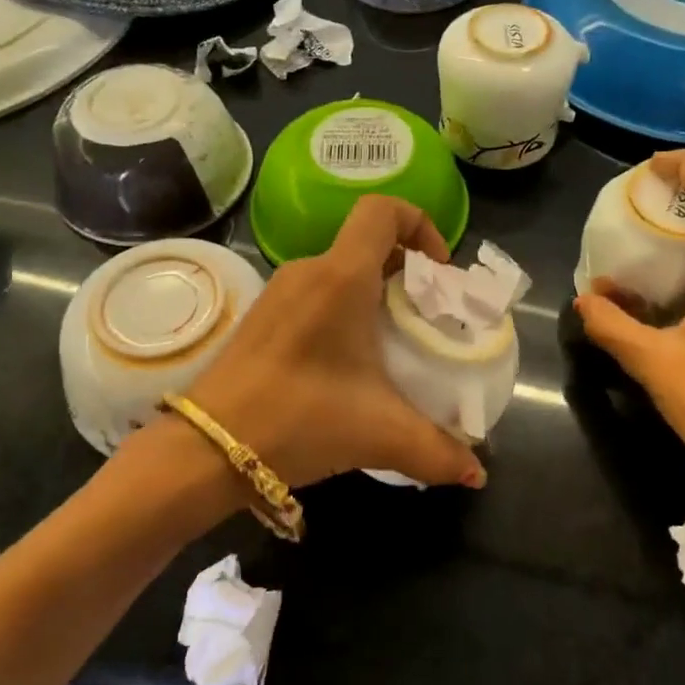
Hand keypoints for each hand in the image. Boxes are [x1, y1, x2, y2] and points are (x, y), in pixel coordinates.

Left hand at [185, 196, 485, 490]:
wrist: (208, 447)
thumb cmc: (299, 419)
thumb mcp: (379, 434)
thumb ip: (437, 451)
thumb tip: (476, 473)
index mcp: (341, 277)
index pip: (383, 211)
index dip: (420, 224)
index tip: (438, 272)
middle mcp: (309, 270)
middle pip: (367, 244)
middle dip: (407, 273)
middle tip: (427, 318)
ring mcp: (279, 292)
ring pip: (340, 272)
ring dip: (374, 296)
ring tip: (394, 346)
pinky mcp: (261, 317)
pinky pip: (316, 294)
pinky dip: (344, 311)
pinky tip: (350, 364)